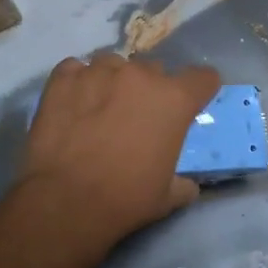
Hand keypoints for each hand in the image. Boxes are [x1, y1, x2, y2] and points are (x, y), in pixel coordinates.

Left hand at [21, 54, 220, 252]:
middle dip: (149, 91)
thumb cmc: (125, 199)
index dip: (199, 90)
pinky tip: (72, 107)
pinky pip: (76, 70)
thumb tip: (187, 185)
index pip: (203, 77)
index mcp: (174, 100)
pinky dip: (78, 84)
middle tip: (135, 119)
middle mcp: (140, 75)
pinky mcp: (64, 77)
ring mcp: (99, 71)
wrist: (64, 201)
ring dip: (113, 83)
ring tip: (99, 111)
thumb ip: (182, 182)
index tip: (190, 105)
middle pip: (154, 70)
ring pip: (114, 66)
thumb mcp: (167, 197)